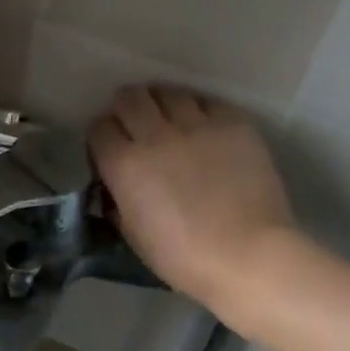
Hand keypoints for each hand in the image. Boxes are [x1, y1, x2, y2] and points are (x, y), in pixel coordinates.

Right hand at [89, 86, 296, 312]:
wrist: (250, 256)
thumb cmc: (185, 258)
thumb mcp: (134, 236)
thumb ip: (118, 203)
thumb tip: (115, 188)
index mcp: (125, 165)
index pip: (99, 127)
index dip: (102, 136)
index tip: (111, 149)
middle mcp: (156, 135)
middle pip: (130, 97)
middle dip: (127, 108)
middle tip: (137, 126)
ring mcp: (197, 124)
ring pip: (169, 92)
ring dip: (163, 103)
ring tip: (171, 120)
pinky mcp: (233, 123)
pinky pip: (208, 102)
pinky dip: (200, 110)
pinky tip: (205, 128)